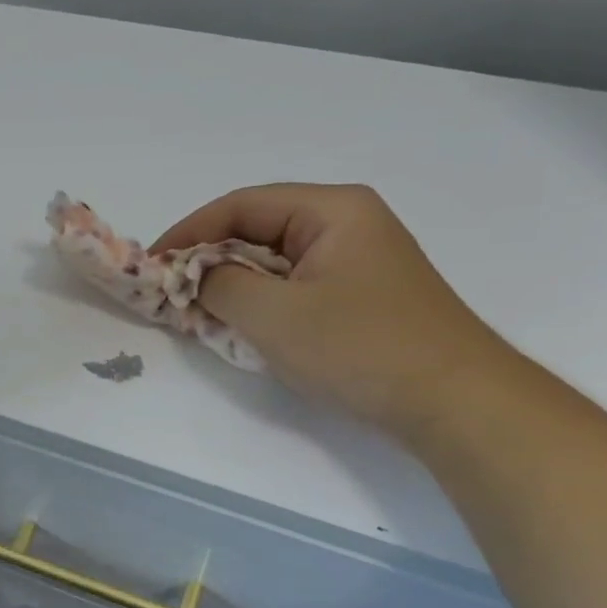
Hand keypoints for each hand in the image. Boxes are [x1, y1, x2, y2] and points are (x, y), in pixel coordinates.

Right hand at [153, 183, 516, 441]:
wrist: (454, 403)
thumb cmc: (361, 347)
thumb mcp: (275, 315)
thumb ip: (220, 286)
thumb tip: (195, 277)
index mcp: (332, 210)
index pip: (241, 205)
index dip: (189, 232)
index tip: (151, 264)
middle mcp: (346, 224)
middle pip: (258, 230)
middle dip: (209, 261)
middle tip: (170, 293)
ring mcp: (357, 262)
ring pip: (275, 263)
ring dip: (233, 286)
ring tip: (197, 314)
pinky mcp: (360, 298)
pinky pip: (295, 289)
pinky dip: (261, 305)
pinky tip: (242, 330)